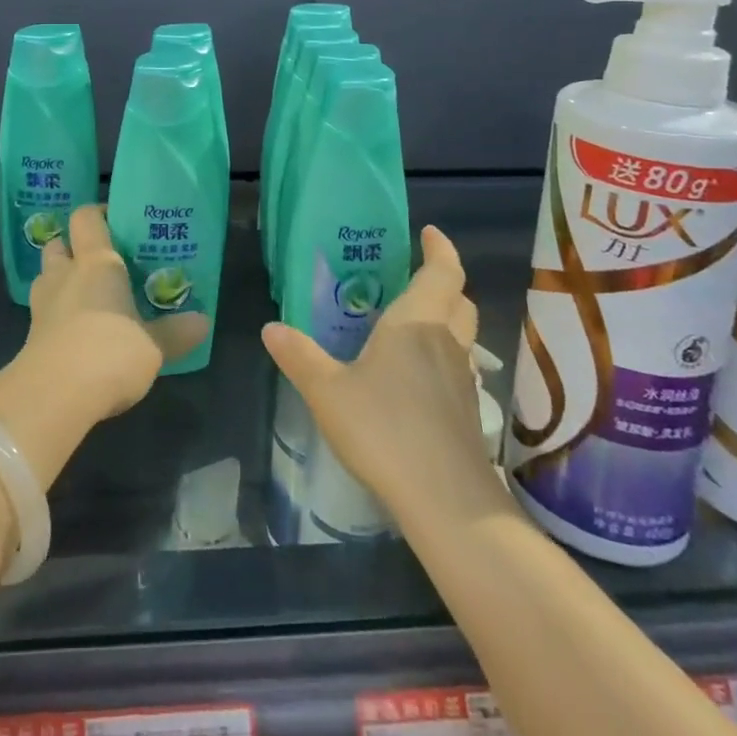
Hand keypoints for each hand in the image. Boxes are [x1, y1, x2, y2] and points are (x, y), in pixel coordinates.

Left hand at [26, 204, 208, 416]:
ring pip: (46, 276)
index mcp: (96, 262)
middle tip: (100, 261)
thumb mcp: (154, 346)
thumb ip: (176, 332)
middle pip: (59, 244)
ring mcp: (42, 304)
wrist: (55, 394)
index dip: (97, 214)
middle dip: (73, 248)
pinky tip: (76, 331)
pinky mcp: (31, 335)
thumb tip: (203, 321)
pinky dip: (56, 314)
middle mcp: (65, 274)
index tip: (115, 221)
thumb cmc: (110, 351)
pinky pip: (43, 311)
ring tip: (86, 295)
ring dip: (61, 280)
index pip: (86, 218)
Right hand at [263, 225, 510, 524]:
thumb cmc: (386, 430)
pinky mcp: (466, 412)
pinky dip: (443, 354)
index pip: (442, 272)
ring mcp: (461, 379)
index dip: (440, 249)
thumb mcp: (328, 391)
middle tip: (415, 275)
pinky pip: (458, 365)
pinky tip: (416, 375)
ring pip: (462, 334)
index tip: (429, 233)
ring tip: (412, 320)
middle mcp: (444, 343)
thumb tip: (271, 327)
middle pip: (458, 300)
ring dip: (446, 318)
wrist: (447, 503)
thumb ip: (300, 357)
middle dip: (443, 281)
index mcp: (416, 323)